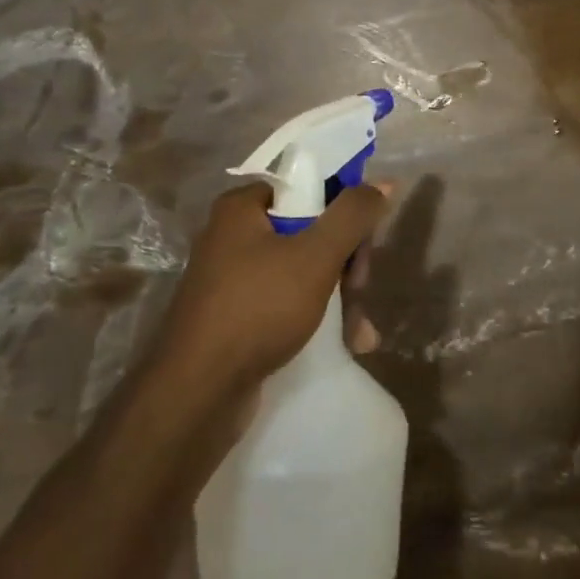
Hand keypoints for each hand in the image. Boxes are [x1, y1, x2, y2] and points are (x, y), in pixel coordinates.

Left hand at [157, 180, 390, 397]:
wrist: (197, 394)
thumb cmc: (258, 308)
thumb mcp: (315, 256)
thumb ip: (352, 215)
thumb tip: (382, 183)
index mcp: (242, 208)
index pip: (307, 188)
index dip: (342, 211)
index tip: (363, 243)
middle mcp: (233, 236)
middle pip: (310, 231)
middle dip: (345, 264)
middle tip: (359, 289)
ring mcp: (233, 280)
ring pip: (304, 272)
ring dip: (340, 298)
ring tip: (360, 333)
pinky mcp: (237, 318)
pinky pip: (287, 304)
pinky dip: (317, 318)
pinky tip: (348, 344)